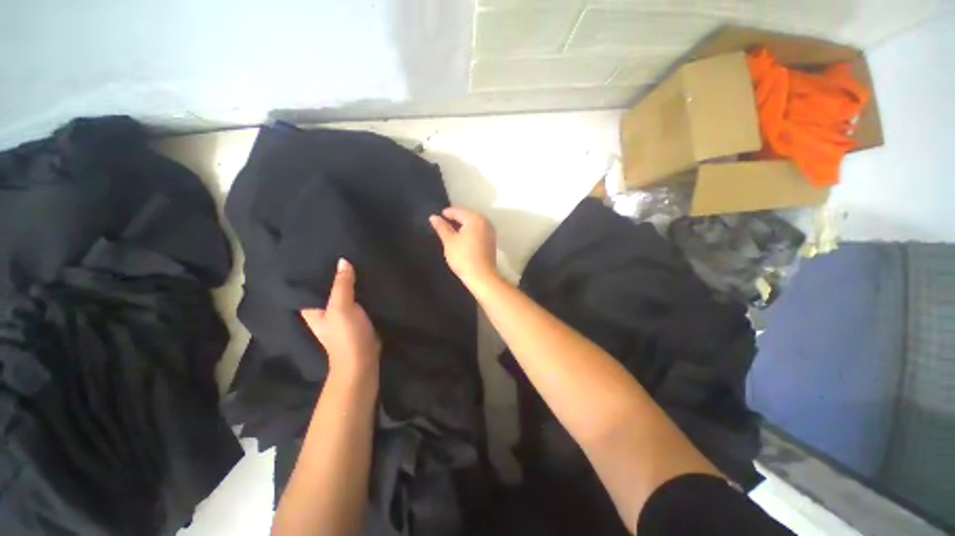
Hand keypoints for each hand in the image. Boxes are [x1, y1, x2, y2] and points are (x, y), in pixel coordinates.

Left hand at [301, 258, 381, 380]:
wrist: (363, 359)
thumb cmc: (345, 335)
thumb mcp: (341, 307)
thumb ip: (342, 284)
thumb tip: (343, 260)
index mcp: (312, 307)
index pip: (308, 282)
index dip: (313, 268)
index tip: (322, 249)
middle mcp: (324, 308)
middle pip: (327, 285)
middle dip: (334, 271)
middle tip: (343, 249)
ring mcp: (340, 312)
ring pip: (343, 290)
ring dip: (349, 279)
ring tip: (356, 257)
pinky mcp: (356, 315)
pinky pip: (356, 297)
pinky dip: (360, 288)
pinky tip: (367, 275)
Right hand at [429, 207, 498, 289]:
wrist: (482, 276)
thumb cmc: (463, 257)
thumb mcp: (449, 241)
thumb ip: (442, 227)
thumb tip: (434, 217)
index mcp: (475, 219)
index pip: (458, 211)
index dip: (447, 212)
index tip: (438, 216)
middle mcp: (485, 222)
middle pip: (468, 215)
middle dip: (456, 217)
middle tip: (443, 223)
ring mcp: (490, 231)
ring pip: (474, 223)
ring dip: (464, 224)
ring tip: (452, 230)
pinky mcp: (492, 241)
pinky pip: (479, 230)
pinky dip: (470, 231)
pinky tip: (463, 237)